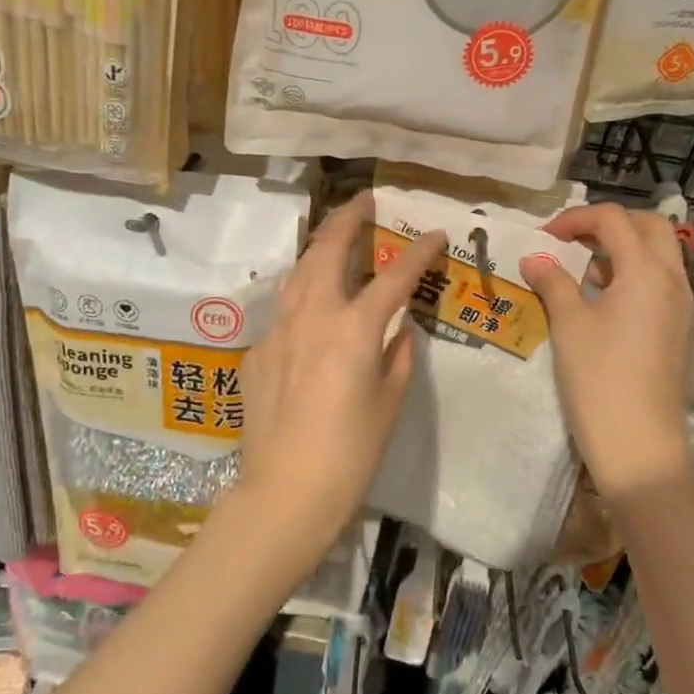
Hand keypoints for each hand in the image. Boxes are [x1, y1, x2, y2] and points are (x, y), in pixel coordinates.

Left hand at [236, 192, 445, 566]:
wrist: (285, 492)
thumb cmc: (351, 453)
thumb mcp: (389, 403)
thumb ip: (397, 356)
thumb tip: (398, 331)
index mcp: (354, 328)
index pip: (394, 276)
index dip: (419, 252)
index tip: (436, 234)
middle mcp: (313, 316)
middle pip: (329, 250)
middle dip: (349, 218)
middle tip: (365, 200)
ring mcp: (278, 330)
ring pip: (298, 272)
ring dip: (319, 248)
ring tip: (335, 237)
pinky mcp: (256, 352)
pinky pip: (283, 312)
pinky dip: (302, 298)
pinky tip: (311, 311)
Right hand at [520, 204, 692, 501]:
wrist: (639, 443)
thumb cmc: (599, 378)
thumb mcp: (568, 324)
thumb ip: (552, 282)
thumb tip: (534, 258)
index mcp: (646, 271)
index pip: (613, 219)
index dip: (575, 219)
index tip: (544, 237)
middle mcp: (673, 279)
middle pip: (649, 226)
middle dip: (609, 224)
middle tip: (573, 242)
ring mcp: (682, 305)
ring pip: (660, 253)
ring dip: (624, 248)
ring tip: (585, 272)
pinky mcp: (680, 328)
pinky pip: (662, 281)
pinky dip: (635, 274)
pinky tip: (604, 302)